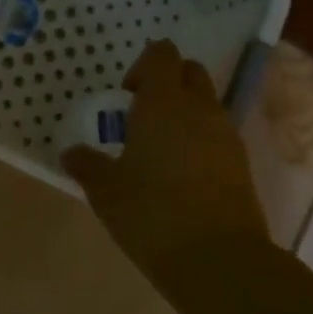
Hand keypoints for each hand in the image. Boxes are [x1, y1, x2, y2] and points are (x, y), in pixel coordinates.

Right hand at [60, 39, 271, 272]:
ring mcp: (225, 133)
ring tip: (160, 149)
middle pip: (190, 72)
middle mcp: (199, 108)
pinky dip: (200, 139)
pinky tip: (181, 173)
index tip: (127, 95)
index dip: (144, 65)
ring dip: (185, 112)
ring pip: (207, 103)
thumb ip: (87, 166)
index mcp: (163, 103)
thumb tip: (71, 153)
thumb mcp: (107, 192)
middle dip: (168, 82)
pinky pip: (218, 133)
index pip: (162, 54)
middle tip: (142, 116)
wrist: (218, 258)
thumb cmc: (152, 214)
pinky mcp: (240, 161)